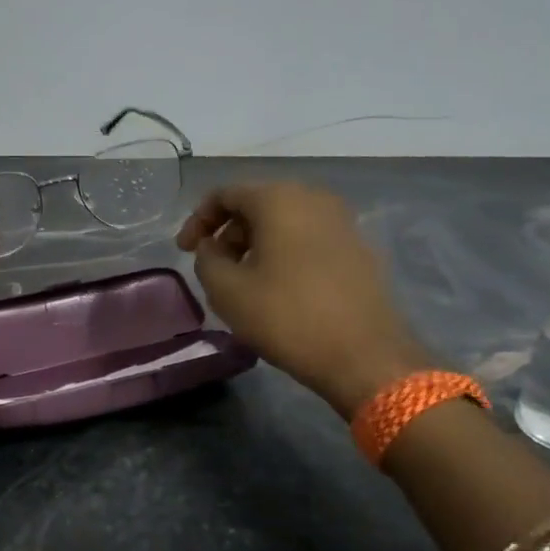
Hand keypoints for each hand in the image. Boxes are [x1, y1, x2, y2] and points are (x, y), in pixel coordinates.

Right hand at [176, 182, 429, 418]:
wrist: (365, 356)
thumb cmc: (288, 317)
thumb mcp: (227, 291)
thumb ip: (206, 259)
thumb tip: (212, 247)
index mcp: (279, 199)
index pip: (225, 194)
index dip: (198, 220)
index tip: (184, 251)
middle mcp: (313, 198)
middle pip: (257, 204)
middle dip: (228, 232)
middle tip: (213, 267)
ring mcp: (342, 221)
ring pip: (284, 221)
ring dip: (256, 244)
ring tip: (243, 280)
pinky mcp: (358, 247)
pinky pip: (308, 238)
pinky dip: (284, 252)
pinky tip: (277, 286)